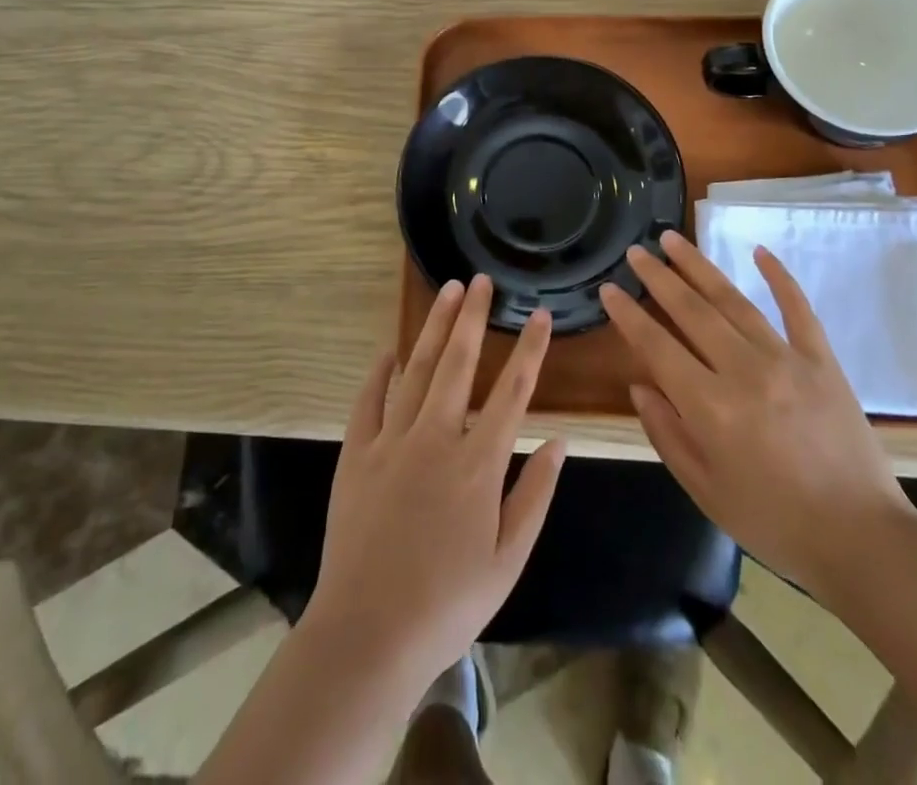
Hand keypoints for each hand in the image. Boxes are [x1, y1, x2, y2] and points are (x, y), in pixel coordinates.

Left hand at [304, 275, 566, 692]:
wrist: (368, 635)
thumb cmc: (448, 603)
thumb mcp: (508, 560)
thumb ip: (535, 496)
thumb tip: (559, 443)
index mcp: (478, 463)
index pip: (512, 392)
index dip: (530, 350)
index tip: (540, 316)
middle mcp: (436, 438)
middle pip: (458, 363)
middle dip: (473, 317)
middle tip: (481, 280)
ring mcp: (391, 441)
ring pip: (416, 369)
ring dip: (434, 327)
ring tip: (448, 291)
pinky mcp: (356, 454)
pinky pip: (368, 400)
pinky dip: (379, 372)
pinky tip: (389, 350)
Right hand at [599, 232, 916, 599]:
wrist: (863, 541)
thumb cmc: (774, 522)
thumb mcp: (705, 490)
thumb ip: (667, 434)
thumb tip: (640, 386)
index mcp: (710, 407)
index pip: (657, 347)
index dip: (628, 315)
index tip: (609, 289)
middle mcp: (744, 371)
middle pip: (692, 311)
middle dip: (659, 278)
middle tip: (636, 252)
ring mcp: (787, 360)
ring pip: (734, 301)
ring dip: (700, 267)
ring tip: (673, 239)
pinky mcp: (823, 361)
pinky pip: (798, 309)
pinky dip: (779, 277)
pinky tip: (759, 251)